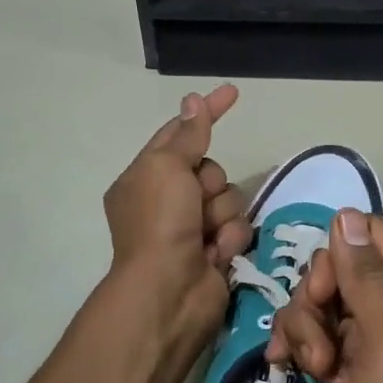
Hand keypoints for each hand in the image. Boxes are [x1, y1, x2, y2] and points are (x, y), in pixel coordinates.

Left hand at [102, 84, 251, 365]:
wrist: (168, 291)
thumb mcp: (167, 167)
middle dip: (210, 183)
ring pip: (229, 198)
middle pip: (211, 168)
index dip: (205, 113)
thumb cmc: (159, 222)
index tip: (232, 91)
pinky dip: (228, 238)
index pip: (179, 133)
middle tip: (195, 201)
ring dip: (221, 213)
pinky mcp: (215, 250)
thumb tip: (193, 100)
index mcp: (145, 177)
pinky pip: (237, 228)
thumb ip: (187, 134)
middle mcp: (167, 200)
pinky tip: (214, 254)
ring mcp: (192, 227)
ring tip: (205, 235)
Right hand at [267, 207, 382, 382]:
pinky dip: (305, 352)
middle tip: (319, 347)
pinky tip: (294, 374)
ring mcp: (375, 341)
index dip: (336, 255)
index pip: (368, 235)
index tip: (322, 293)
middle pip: (337, 271)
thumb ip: (366, 276)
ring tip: (313, 371)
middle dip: (313, 302)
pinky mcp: (356, 372)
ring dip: (305, 333)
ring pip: (322, 308)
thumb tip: (346, 214)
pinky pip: (320, 341)